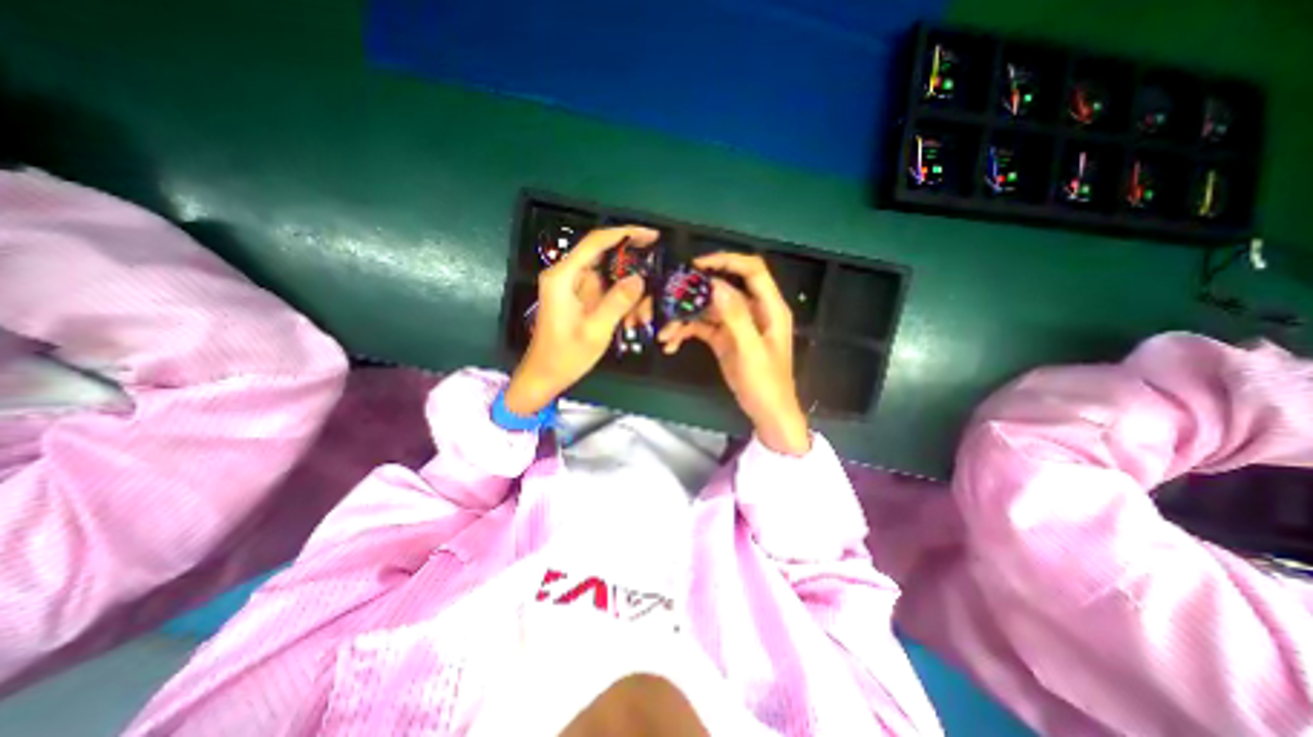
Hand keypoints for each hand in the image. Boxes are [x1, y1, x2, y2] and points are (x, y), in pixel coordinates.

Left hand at [508, 226, 662, 414]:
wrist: (545, 376)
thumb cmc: (565, 356)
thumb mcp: (595, 331)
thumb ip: (617, 302)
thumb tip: (639, 278)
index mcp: (563, 277)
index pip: (596, 242)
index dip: (625, 233)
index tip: (652, 235)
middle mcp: (567, 275)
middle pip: (605, 258)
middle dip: (632, 270)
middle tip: (655, 280)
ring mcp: (573, 287)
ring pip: (609, 277)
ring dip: (628, 293)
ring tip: (641, 317)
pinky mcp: (579, 299)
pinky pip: (606, 292)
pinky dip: (621, 303)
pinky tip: (631, 320)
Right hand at [657, 251, 812, 455]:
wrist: (766, 413)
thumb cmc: (766, 383)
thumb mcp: (751, 350)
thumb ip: (736, 316)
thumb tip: (716, 286)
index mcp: (769, 308)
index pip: (751, 270)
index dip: (726, 261)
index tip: (697, 265)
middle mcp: (753, 310)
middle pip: (723, 288)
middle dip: (696, 292)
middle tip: (670, 297)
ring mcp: (736, 325)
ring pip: (708, 309)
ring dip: (686, 317)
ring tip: (665, 332)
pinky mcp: (724, 339)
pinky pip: (702, 327)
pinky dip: (686, 332)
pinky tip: (671, 343)